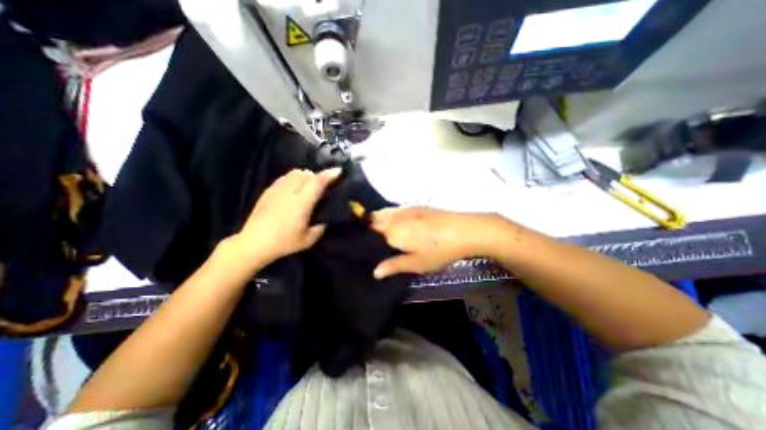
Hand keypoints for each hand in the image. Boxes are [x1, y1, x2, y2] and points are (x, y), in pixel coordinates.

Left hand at [223, 168, 338, 270]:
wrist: (254, 243)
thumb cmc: (284, 242)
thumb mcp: (308, 239)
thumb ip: (320, 228)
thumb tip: (325, 220)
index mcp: (302, 202)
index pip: (317, 182)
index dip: (329, 175)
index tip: (339, 170)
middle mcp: (290, 191)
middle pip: (306, 174)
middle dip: (317, 176)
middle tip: (322, 186)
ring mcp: (277, 189)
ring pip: (294, 173)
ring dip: (305, 176)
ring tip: (308, 186)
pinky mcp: (268, 191)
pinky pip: (284, 177)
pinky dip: (293, 179)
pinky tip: (293, 190)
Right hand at [373, 207, 504, 278]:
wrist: (463, 231)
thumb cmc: (438, 251)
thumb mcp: (416, 263)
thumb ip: (393, 266)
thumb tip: (375, 272)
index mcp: (392, 231)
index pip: (369, 230)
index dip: (363, 236)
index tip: (360, 245)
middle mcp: (395, 217)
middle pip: (374, 219)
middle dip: (368, 227)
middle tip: (368, 240)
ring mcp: (405, 210)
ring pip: (384, 212)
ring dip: (378, 219)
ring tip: (379, 232)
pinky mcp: (416, 207)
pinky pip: (396, 210)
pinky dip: (390, 215)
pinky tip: (396, 224)